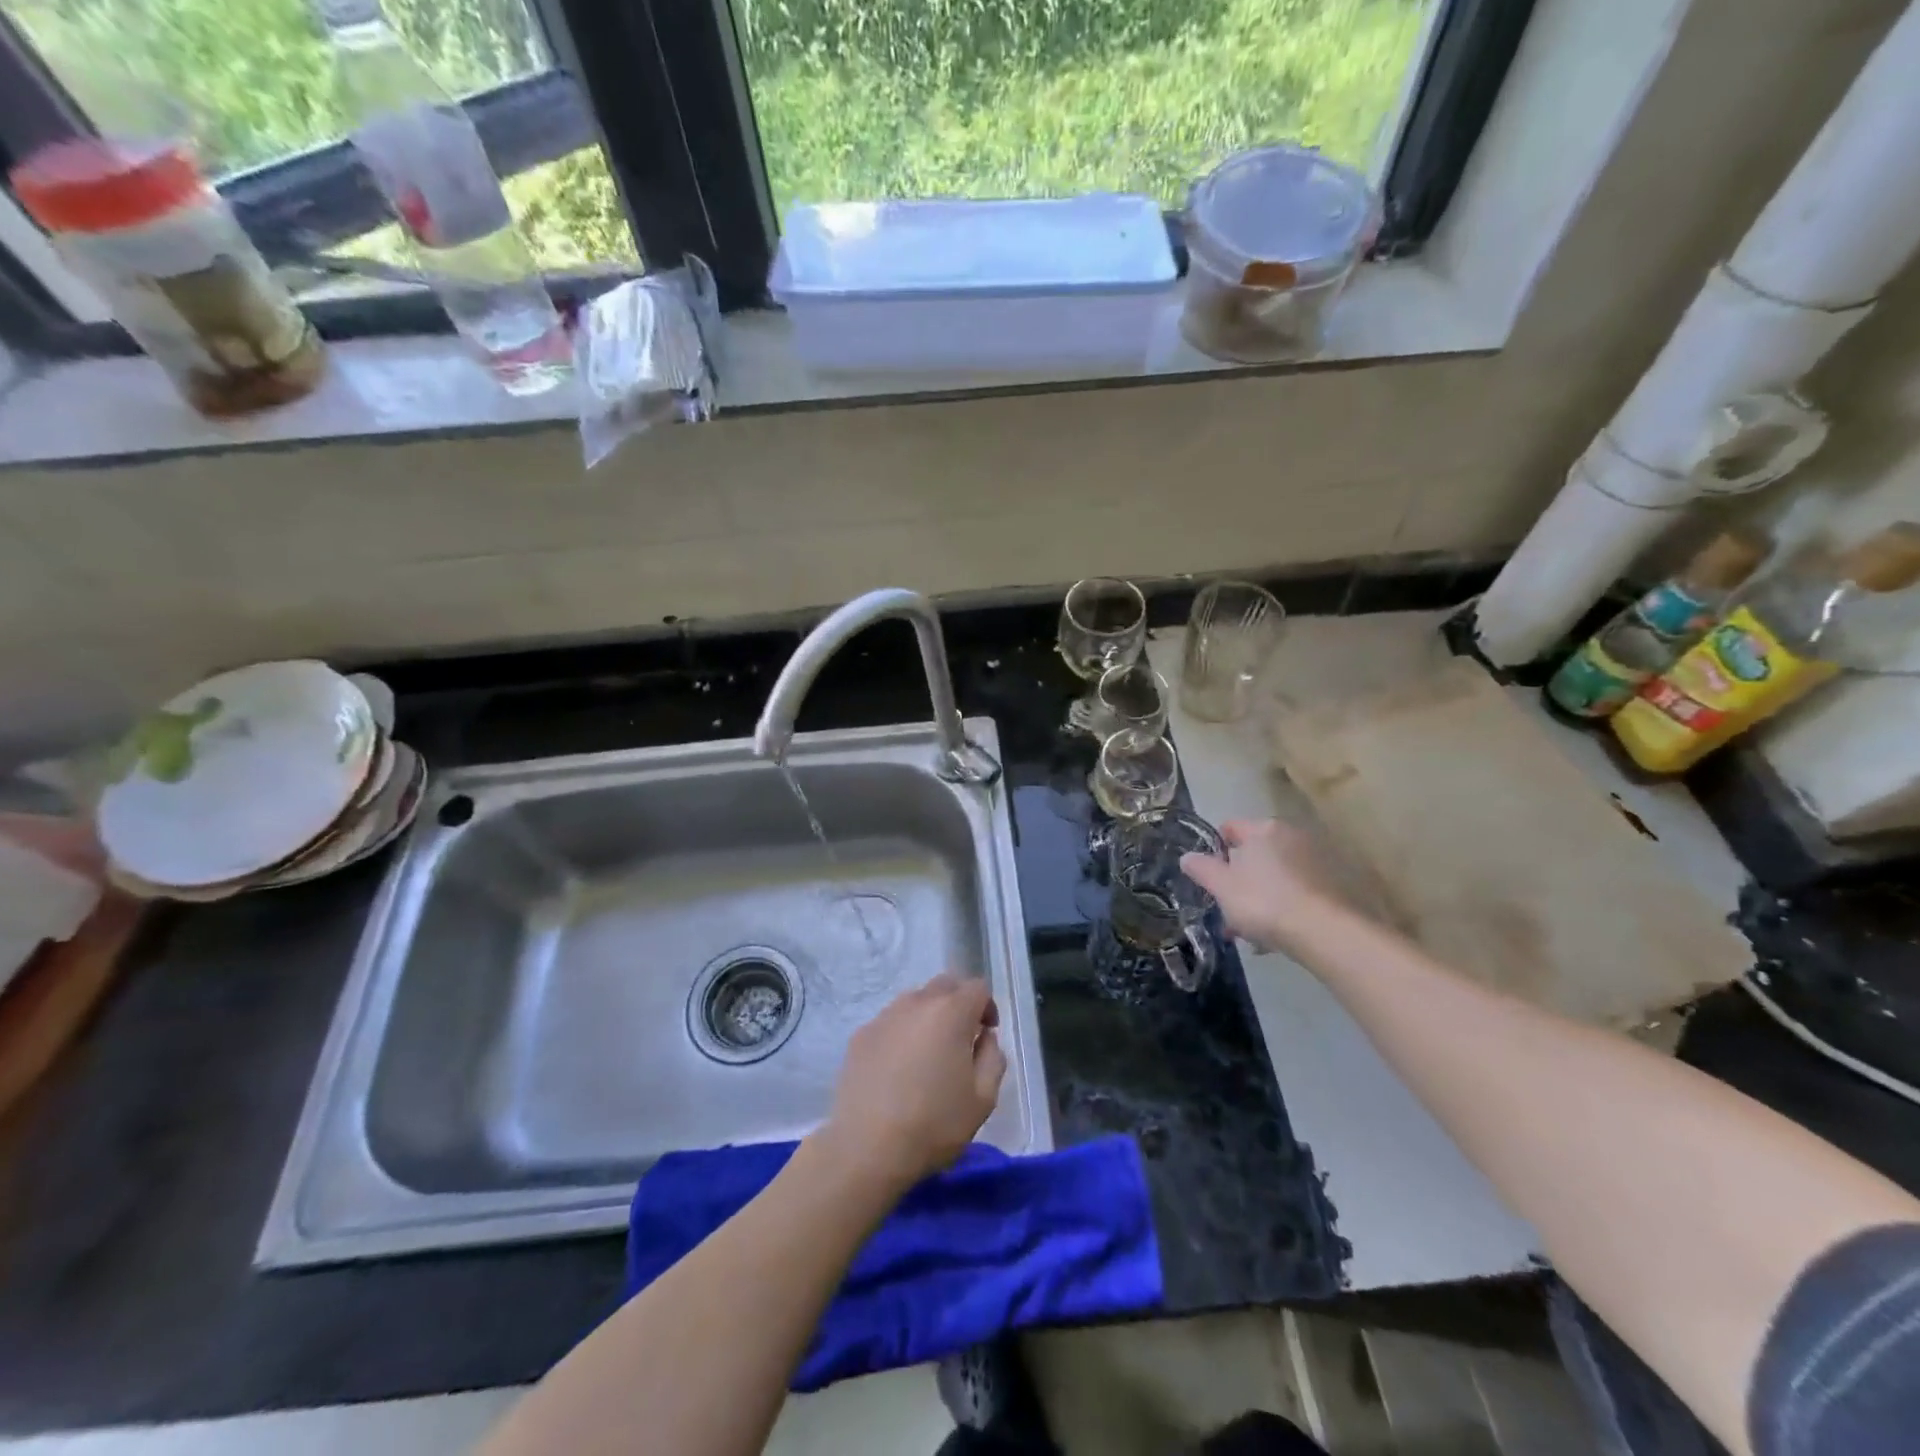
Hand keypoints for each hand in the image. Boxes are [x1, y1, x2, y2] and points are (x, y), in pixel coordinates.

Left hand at [817, 974, 1006, 1196]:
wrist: (866, 1147)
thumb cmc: (933, 1124)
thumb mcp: (983, 1099)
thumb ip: (993, 1058)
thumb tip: (984, 1038)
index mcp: (950, 1012)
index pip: (977, 987)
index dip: (988, 1006)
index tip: (986, 1034)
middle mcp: (916, 1003)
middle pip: (945, 985)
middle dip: (959, 1004)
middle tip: (961, 1040)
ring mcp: (884, 1016)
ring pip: (915, 1001)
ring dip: (929, 1017)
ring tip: (928, 1055)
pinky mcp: (860, 1034)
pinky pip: (891, 1022)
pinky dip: (902, 1033)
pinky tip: (898, 1069)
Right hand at [1181, 819, 1346, 951]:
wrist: (1324, 932)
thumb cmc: (1264, 901)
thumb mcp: (1221, 886)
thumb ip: (1201, 868)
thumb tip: (1187, 857)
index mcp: (1263, 829)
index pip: (1230, 827)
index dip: (1214, 849)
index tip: (1208, 875)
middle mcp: (1292, 836)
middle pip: (1254, 854)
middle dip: (1237, 880)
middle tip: (1225, 908)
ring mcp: (1316, 861)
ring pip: (1274, 876)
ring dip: (1258, 896)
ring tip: (1248, 931)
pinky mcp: (1333, 886)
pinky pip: (1295, 891)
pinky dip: (1282, 906)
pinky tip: (1274, 934)